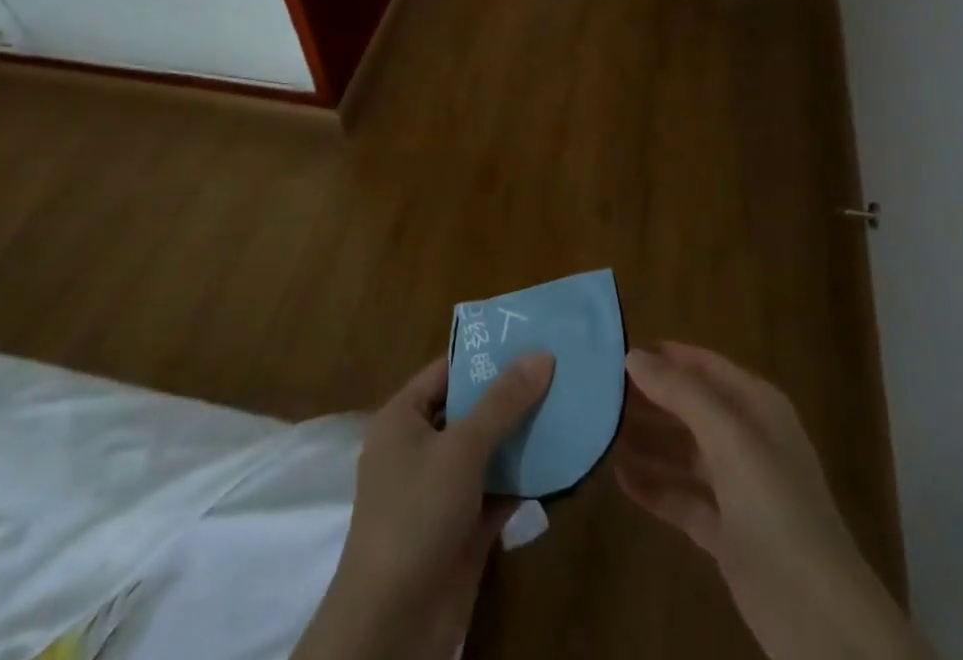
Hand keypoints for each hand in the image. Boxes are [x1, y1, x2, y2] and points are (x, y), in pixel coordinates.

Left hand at [292, 352, 554, 659]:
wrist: (393, 626)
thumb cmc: (416, 515)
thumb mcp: (461, 448)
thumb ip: (503, 401)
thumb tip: (542, 355)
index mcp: (403, 418)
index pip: (447, 370)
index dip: (486, 354)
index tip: (531, 337)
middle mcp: (419, 448)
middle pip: (470, 409)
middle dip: (512, 394)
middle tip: (559, 369)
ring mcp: (440, 490)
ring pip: (487, 450)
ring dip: (523, 435)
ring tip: (569, 405)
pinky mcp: (462, 527)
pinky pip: (497, 489)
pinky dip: (525, 477)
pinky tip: (562, 459)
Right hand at [616, 343, 921, 659]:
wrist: (819, 618)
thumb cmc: (776, 507)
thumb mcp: (729, 438)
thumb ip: (681, 393)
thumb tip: (634, 355)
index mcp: (757, 406)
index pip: (704, 366)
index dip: (665, 356)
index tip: (616, 351)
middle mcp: (748, 439)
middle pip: (691, 407)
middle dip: (650, 399)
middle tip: (599, 393)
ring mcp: (738, 488)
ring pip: (684, 453)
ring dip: (648, 442)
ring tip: (601, 432)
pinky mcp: (727, 533)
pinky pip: (684, 498)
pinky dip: (655, 487)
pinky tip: (620, 478)